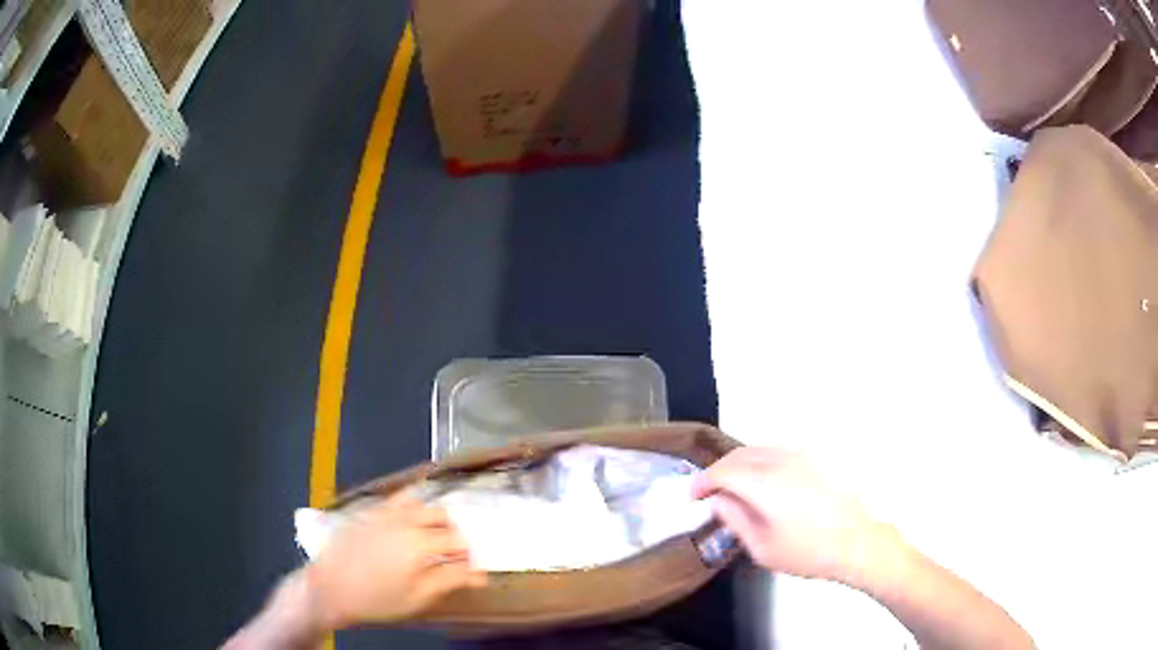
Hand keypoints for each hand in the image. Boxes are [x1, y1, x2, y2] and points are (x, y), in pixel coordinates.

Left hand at [304, 491, 486, 629]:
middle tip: (451, 555)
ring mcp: (385, 511)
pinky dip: (411, 505)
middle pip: (443, 516)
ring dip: (432, 516)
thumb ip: (451, 579)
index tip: (470, 569)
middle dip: (453, 533)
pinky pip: (397, 499)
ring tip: (430, 537)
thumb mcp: (418, 596)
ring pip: (420, 501)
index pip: (459, 541)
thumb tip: (480, 574)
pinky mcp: (368, 511)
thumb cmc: (377, 598)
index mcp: (421, 541)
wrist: (330, 587)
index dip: (469, 556)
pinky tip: (408, 521)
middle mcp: (405, 518)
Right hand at [692, 447, 902, 586]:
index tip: (693, 497)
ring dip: (738, 464)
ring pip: (759, 450)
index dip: (703, 481)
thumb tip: (719, 500)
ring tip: (732, 488)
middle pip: (739, 455)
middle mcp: (781, 462)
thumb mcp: (762, 547)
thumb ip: (735, 520)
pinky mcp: (814, 461)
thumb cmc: (807, 552)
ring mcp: (801, 457)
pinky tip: (760, 482)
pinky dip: (758, 462)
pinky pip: (776, 453)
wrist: (856, 542)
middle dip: (719, 470)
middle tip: (708, 492)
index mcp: (765, 484)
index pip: (724, 471)